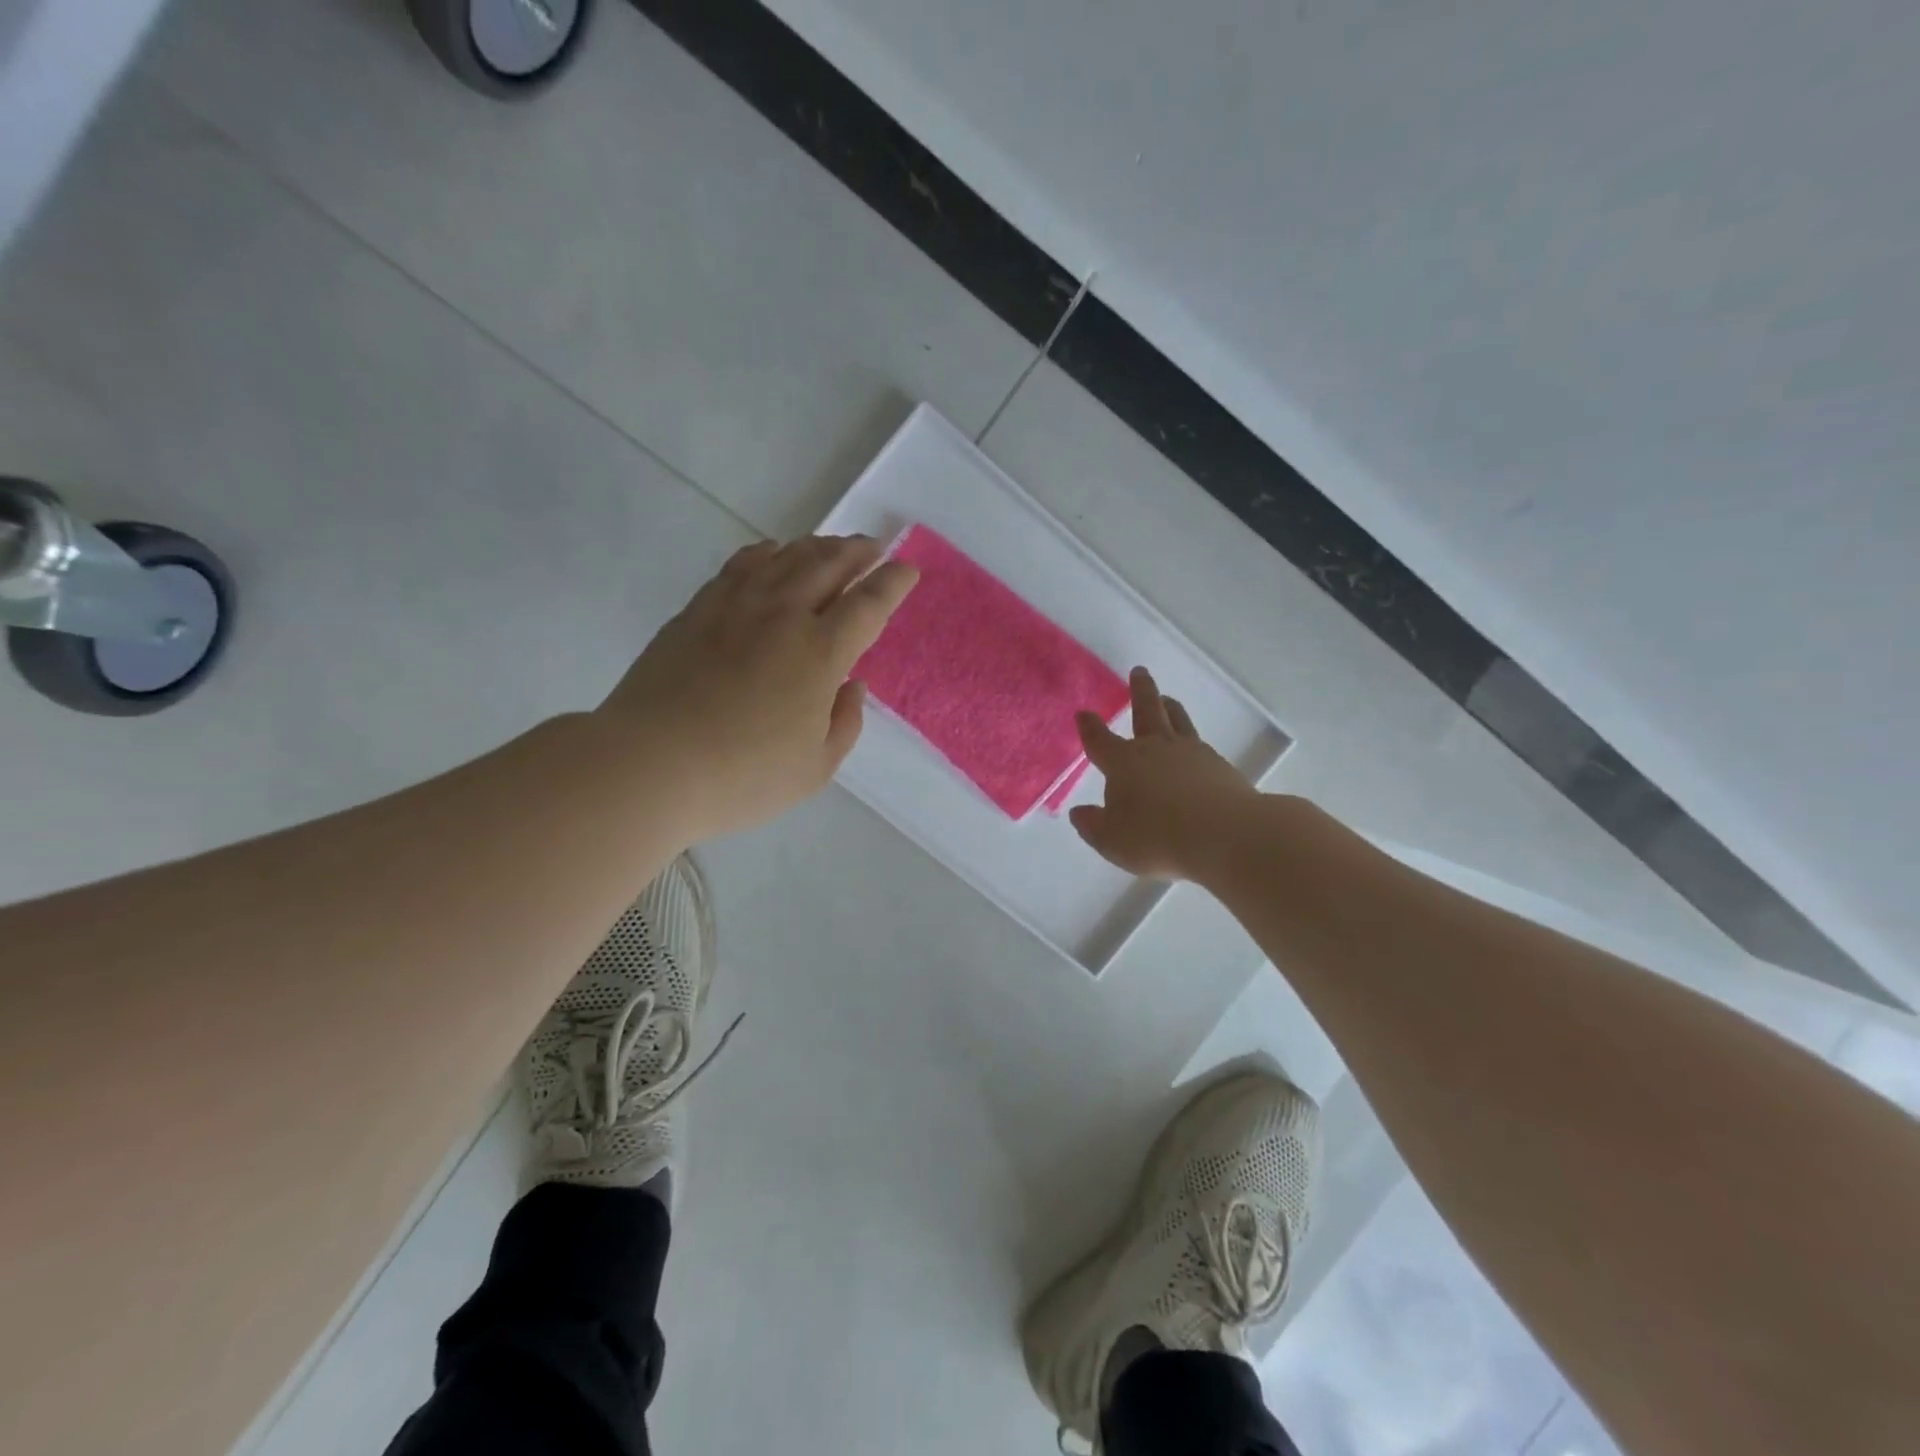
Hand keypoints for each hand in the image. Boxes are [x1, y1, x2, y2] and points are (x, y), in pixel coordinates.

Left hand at [597, 535, 916, 840]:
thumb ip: (844, 724)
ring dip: (816, 547)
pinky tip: (771, 553)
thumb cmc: (742, 777)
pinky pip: (739, 567)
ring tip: (832, 546)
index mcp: (819, 654)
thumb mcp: (814, 769)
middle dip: (857, 552)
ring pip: (785, 559)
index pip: (867, 605)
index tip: (907, 569)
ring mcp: (734, 608)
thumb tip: (851, 686)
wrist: (649, 765)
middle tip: (873, 548)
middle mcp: (781, 617)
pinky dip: (764, 553)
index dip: (892, 583)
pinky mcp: (696, 612)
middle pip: (827, 567)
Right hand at [1070, 666, 1260, 880]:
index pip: (1100, 740)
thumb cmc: (1157, 837)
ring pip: (1177, 720)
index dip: (1089, 727)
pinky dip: (1191, 740)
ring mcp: (1191, 753)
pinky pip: (1200, 744)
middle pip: (1146, 710)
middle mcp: (1156, 748)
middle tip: (1139, 671)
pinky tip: (1193, 749)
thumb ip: (1093, 825)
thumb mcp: (1112, 841)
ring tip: (1167, 699)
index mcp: (1123, 762)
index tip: (1084, 714)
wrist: (1225, 835)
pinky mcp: (1219, 765)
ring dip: (1169, 707)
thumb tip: (1079, 812)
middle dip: (1139, 690)